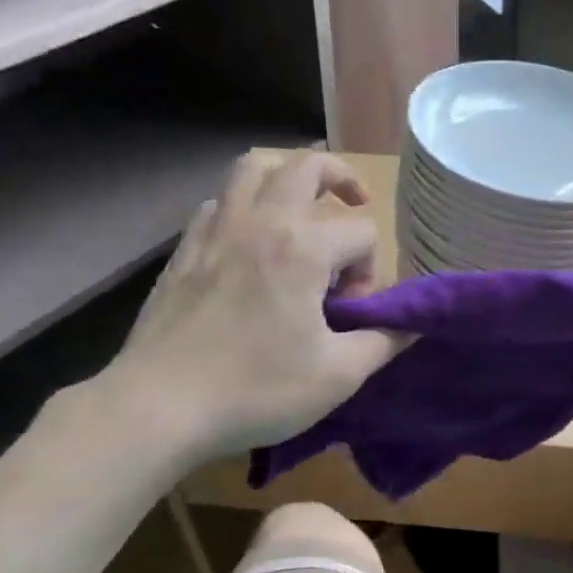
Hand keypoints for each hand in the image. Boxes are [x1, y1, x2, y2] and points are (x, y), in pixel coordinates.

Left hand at [98, 152, 403, 463]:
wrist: (159, 406)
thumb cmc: (256, 390)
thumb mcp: (337, 376)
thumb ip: (383, 342)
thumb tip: (413, 326)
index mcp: (302, 248)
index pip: (361, 231)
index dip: (371, 269)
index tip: (353, 313)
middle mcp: (260, 223)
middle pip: (306, 166)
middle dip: (341, 177)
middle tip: (355, 202)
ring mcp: (215, 232)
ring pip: (251, 168)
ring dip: (285, 174)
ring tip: (301, 203)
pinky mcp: (183, 251)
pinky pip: (218, 204)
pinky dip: (241, 207)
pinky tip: (247, 242)